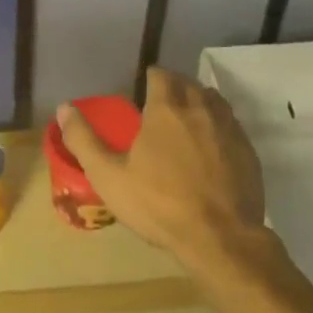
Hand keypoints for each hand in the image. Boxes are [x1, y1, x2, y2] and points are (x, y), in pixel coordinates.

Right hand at [55, 68, 266, 275]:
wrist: (220, 238)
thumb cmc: (159, 205)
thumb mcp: (109, 176)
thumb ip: (84, 139)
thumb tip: (64, 107)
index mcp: (166, 108)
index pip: (160, 74)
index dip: (150, 78)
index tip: (142, 89)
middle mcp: (200, 108)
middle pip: (188, 83)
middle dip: (174, 87)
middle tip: (161, 105)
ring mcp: (229, 128)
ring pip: (213, 100)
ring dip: (199, 102)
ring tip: (187, 120)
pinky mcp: (248, 150)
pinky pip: (232, 125)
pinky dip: (219, 126)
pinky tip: (211, 147)